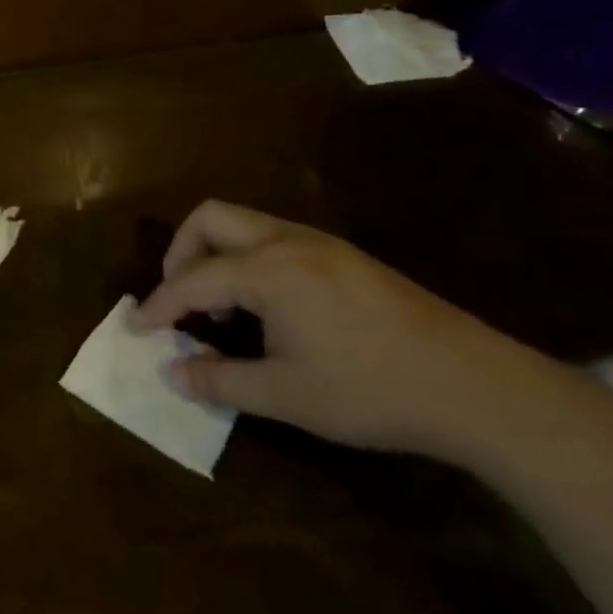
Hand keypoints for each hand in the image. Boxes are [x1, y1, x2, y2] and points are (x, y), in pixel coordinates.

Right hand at [133, 201, 553, 459]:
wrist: (475, 386)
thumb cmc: (371, 390)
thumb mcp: (287, 395)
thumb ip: (220, 380)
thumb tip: (172, 372)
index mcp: (268, 269)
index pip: (193, 278)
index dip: (160, 304)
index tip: (137, 327)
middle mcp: (288, 240)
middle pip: (211, 218)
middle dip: (181, 253)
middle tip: (179, 299)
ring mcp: (320, 243)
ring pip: (245, 223)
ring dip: (217, 255)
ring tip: (222, 310)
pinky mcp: (344, 256)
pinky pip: (274, 239)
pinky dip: (249, 261)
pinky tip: (268, 310)